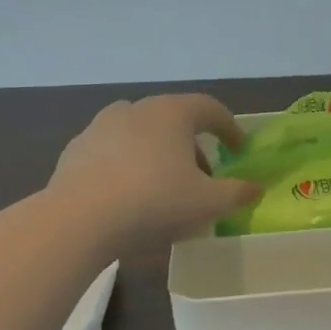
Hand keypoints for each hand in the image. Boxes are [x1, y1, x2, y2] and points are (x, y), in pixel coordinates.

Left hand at [49, 95, 262, 255]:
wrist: (78, 220)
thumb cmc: (154, 202)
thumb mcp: (208, 203)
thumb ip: (237, 193)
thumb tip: (255, 188)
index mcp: (171, 112)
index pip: (210, 109)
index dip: (230, 128)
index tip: (239, 150)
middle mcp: (136, 109)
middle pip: (174, 122)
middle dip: (193, 148)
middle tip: (203, 179)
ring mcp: (100, 127)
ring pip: (141, 136)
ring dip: (159, 157)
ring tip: (165, 190)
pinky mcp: (75, 151)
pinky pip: (113, 155)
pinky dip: (128, 168)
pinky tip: (129, 198)